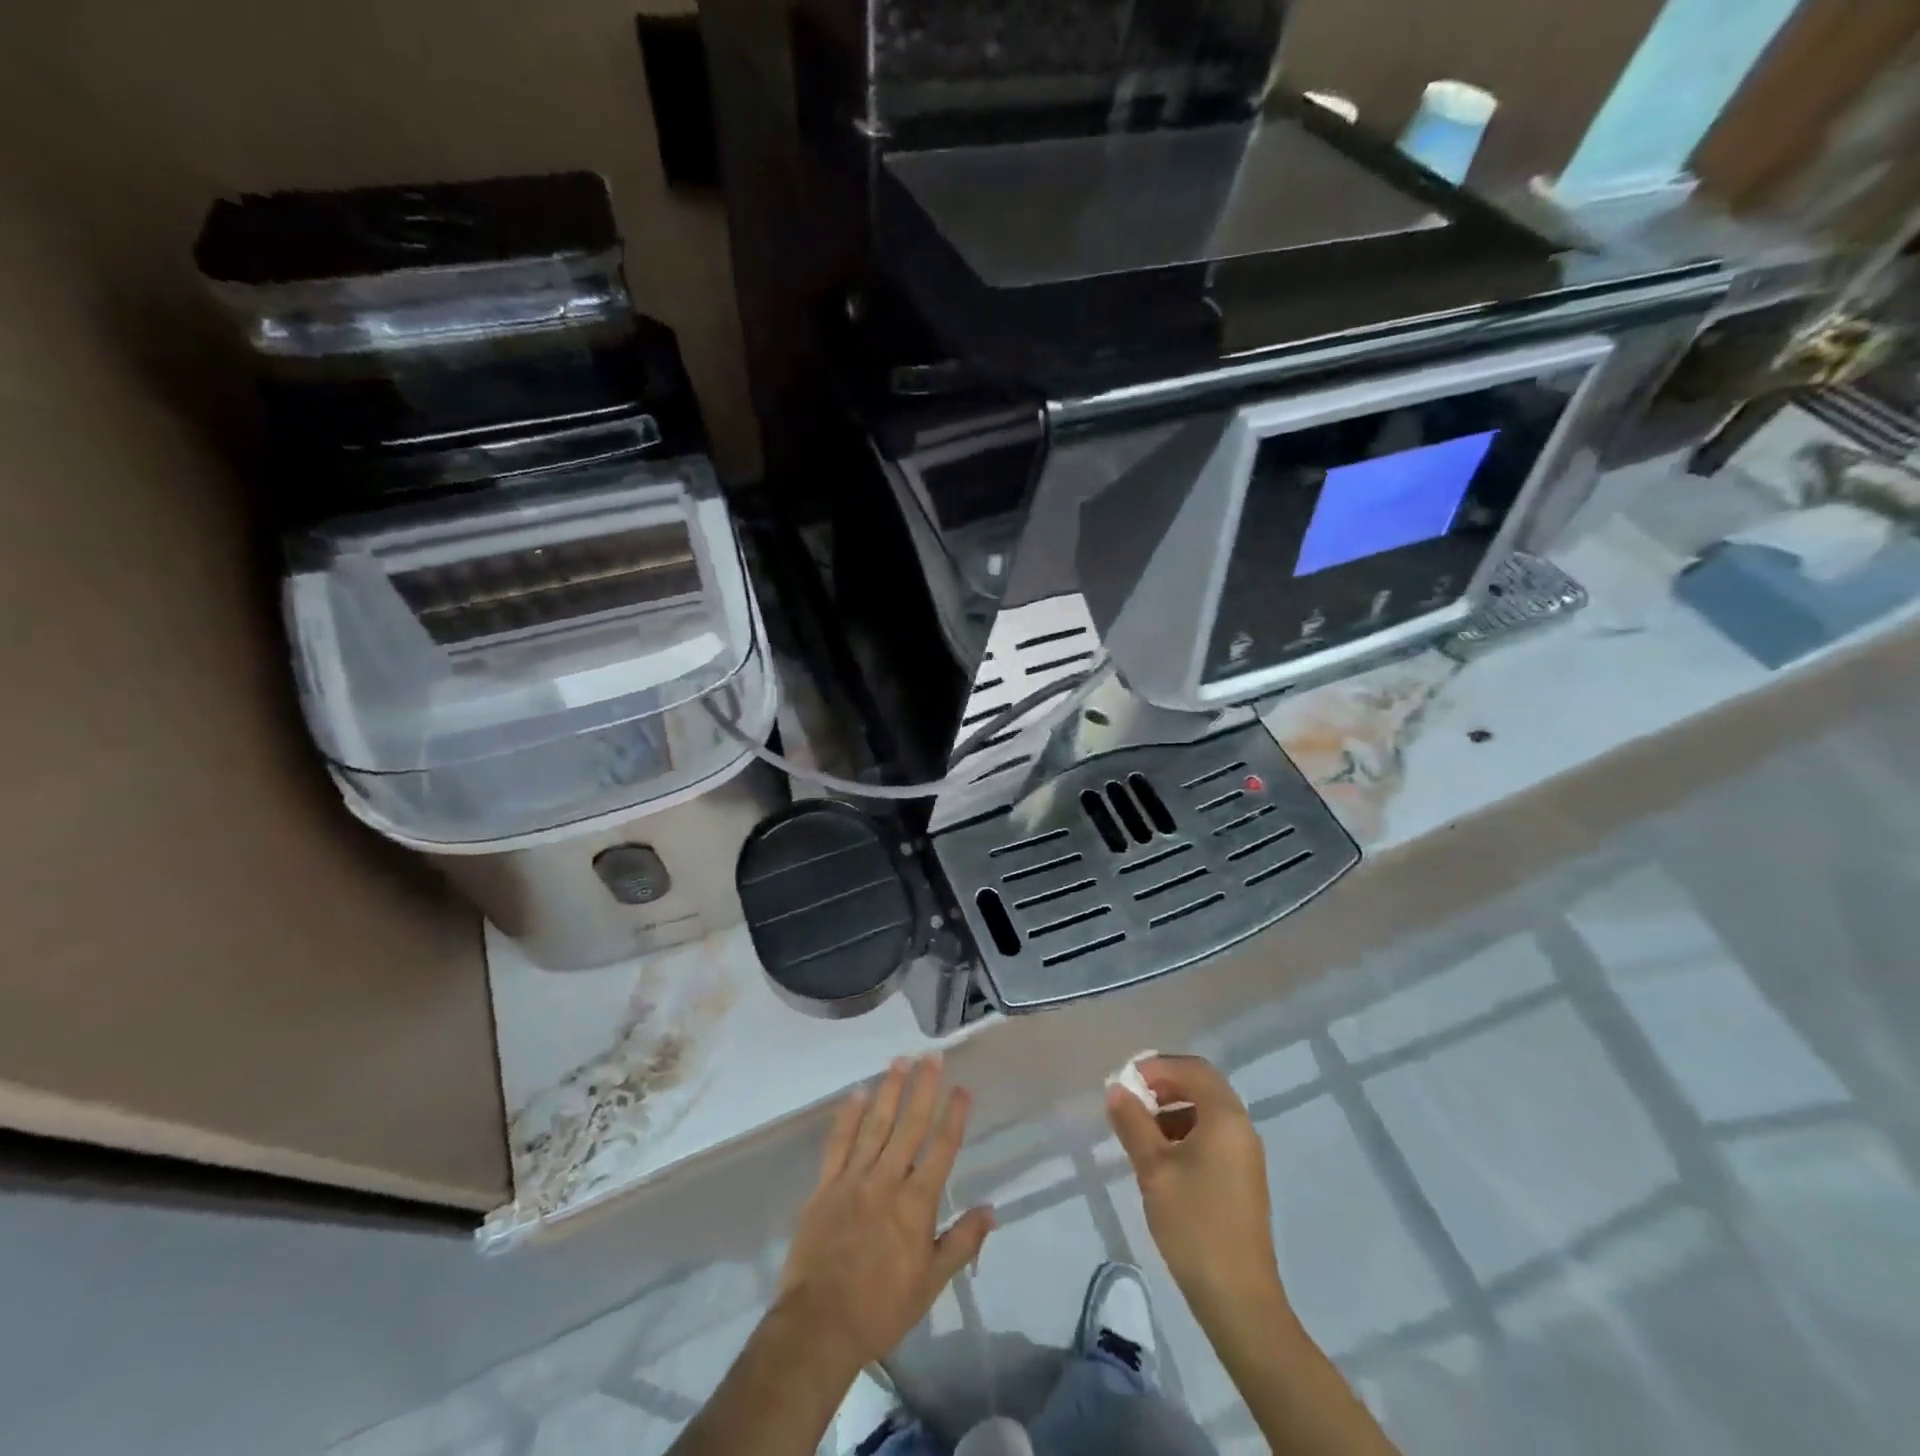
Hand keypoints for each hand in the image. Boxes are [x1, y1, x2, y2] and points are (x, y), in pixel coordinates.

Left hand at [774, 1055, 994, 1372]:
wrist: (820, 1324)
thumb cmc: (881, 1307)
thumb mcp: (931, 1283)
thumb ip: (962, 1242)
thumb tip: (991, 1210)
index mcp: (917, 1203)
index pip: (942, 1149)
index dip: (954, 1116)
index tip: (963, 1088)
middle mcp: (888, 1180)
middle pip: (909, 1125)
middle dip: (923, 1088)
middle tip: (931, 1056)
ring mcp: (854, 1179)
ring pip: (875, 1125)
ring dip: (889, 1090)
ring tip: (899, 1061)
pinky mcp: (825, 1186)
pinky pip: (838, 1143)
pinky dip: (847, 1116)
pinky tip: (855, 1093)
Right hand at [1106, 1054, 1283, 1319]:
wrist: (1239, 1300)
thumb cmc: (1194, 1224)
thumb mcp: (1153, 1169)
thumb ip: (1133, 1123)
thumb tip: (1116, 1089)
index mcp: (1225, 1118)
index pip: (1193, 1069)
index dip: (1158, 1067)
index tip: (1126, 1082)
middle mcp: (1241, 1128)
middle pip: (1203, 1087)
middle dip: (1165, 1086)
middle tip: (1131, 1101)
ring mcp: (1245, 1156)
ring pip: (1207, 1113)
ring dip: (1173, 1110)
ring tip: (1139, 1132)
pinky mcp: (1242, 1180)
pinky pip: (1213, 1137)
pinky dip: (1185, 1133)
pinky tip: (1161, 1160)